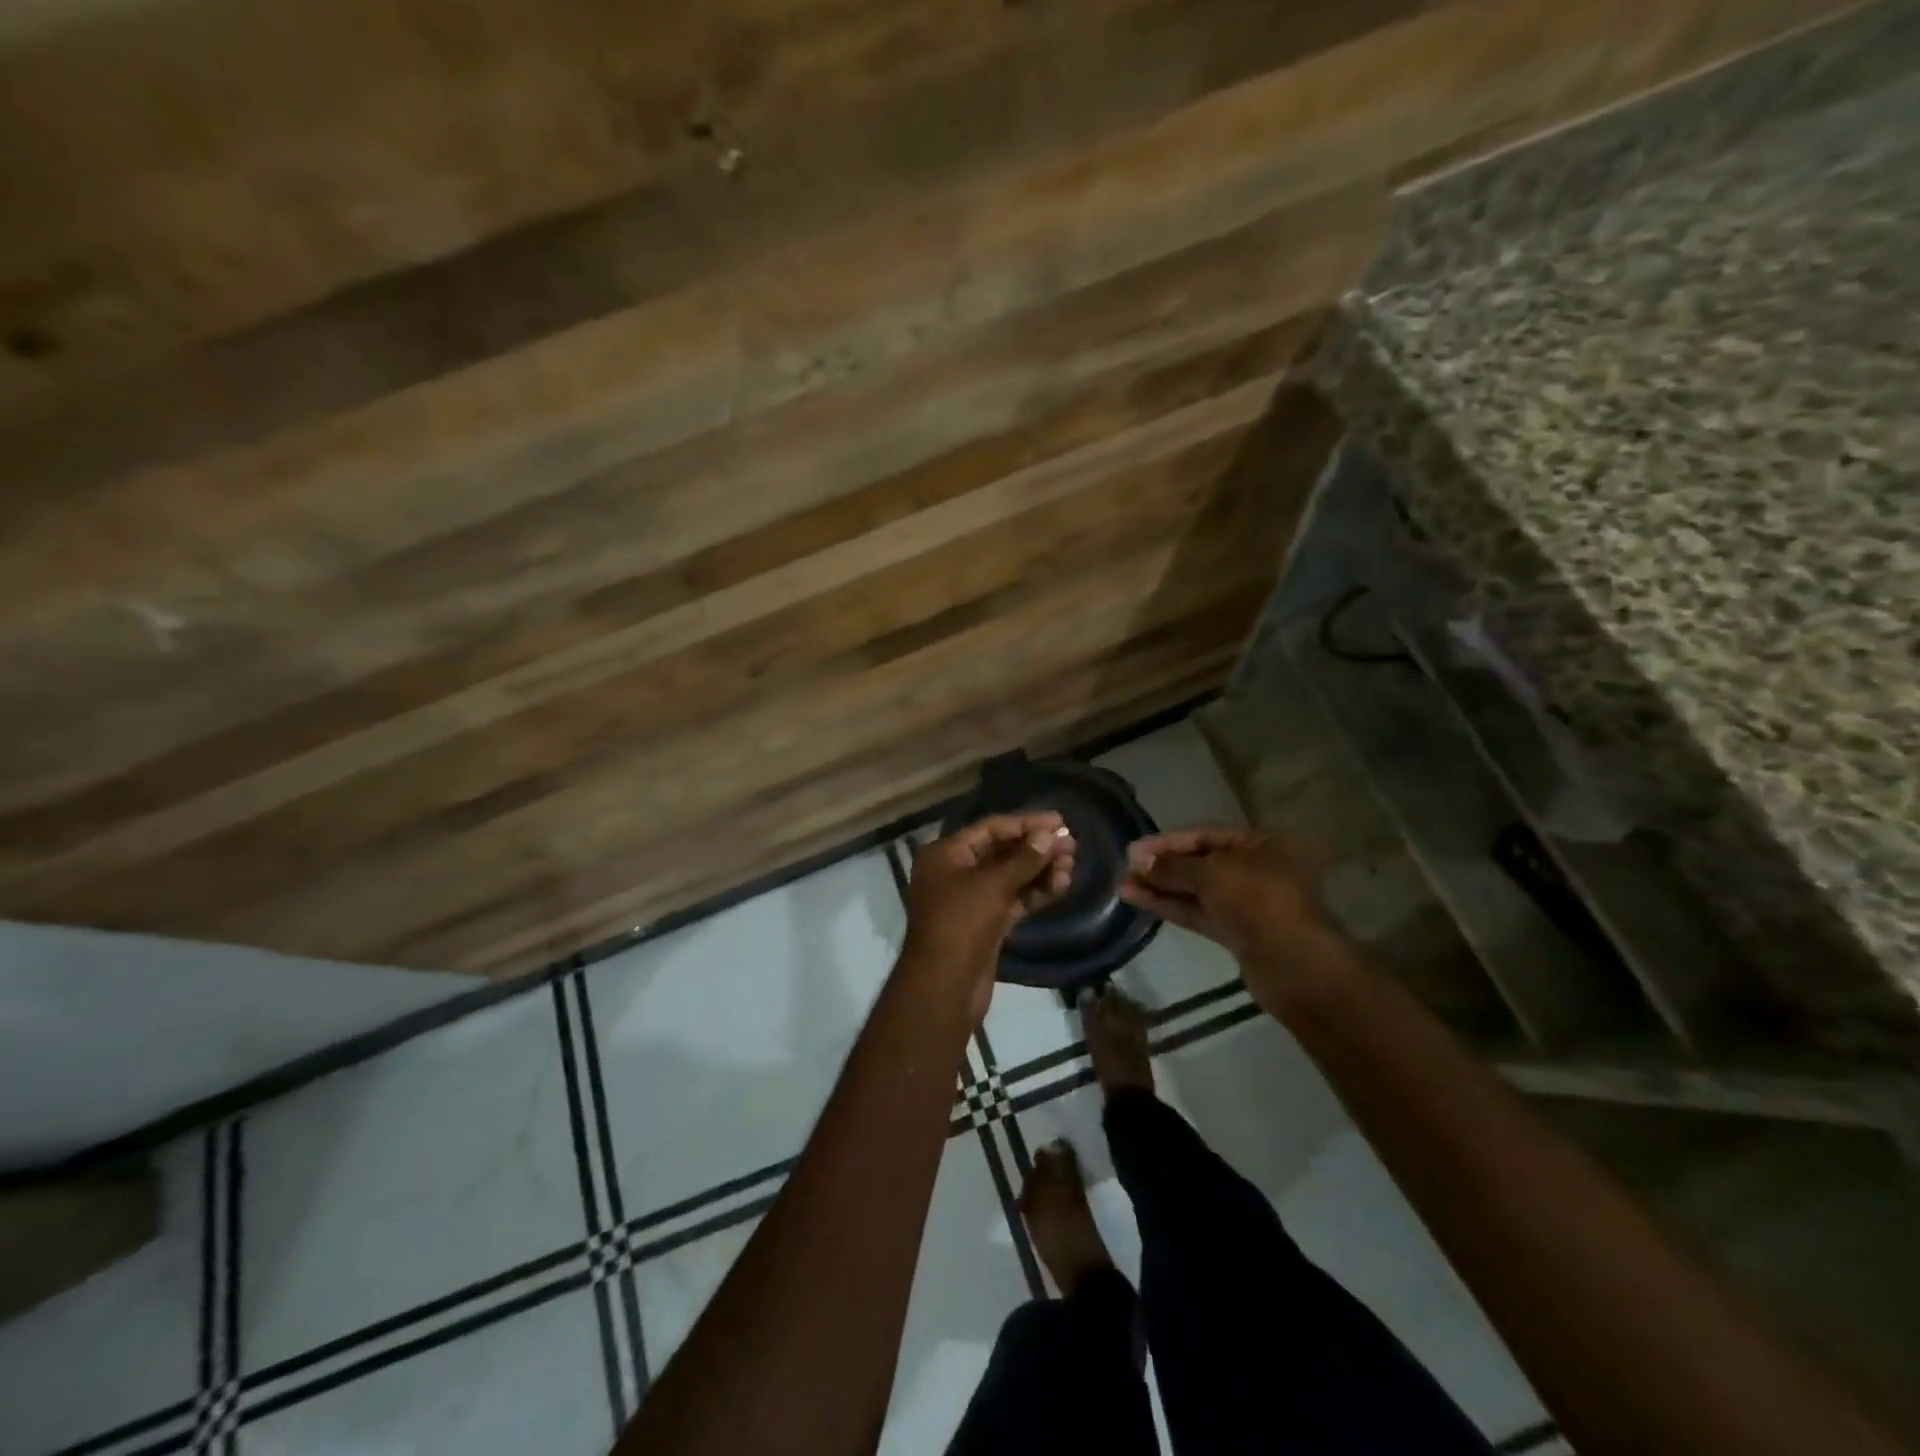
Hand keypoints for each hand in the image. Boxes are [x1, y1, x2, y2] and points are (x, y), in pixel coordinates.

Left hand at [904, 813, 1075, 1024]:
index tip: (1060, 821)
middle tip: (1072, 846)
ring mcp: (970, 899)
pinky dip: (1035, 893)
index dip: (1026, 822)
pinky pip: (1013, 899)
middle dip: (1037, 848)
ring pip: (1010, 877)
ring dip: (1040, 871)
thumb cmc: (961, 924)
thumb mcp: (993, 886)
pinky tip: (1061, 886)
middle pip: (1001, 851)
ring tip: (1071, 867)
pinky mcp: (985, 923)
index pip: (990, 828)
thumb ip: (1024, 859)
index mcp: (946, 854)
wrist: (944, 987)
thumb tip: (1049, 835)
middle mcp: (955, 871)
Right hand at [1119, 828, 1353, 1016]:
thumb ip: (1173, 866)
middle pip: (1202, 863)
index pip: (1207, 835)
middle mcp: (1259, 869)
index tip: (1135, 850)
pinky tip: (1140, 901)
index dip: (1169, 841)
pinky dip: (1172, 906)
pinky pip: (1200, 912)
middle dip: (1163, 866)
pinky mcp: (1239, 932)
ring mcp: (1249, 903)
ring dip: (1162, 888)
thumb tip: (1140, 862)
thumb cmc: (1257, 900)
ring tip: (1123, 886)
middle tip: (1127, 868)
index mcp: (1263, 844)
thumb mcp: (1211, 873)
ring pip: (1198, 891)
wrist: (1292, 963)